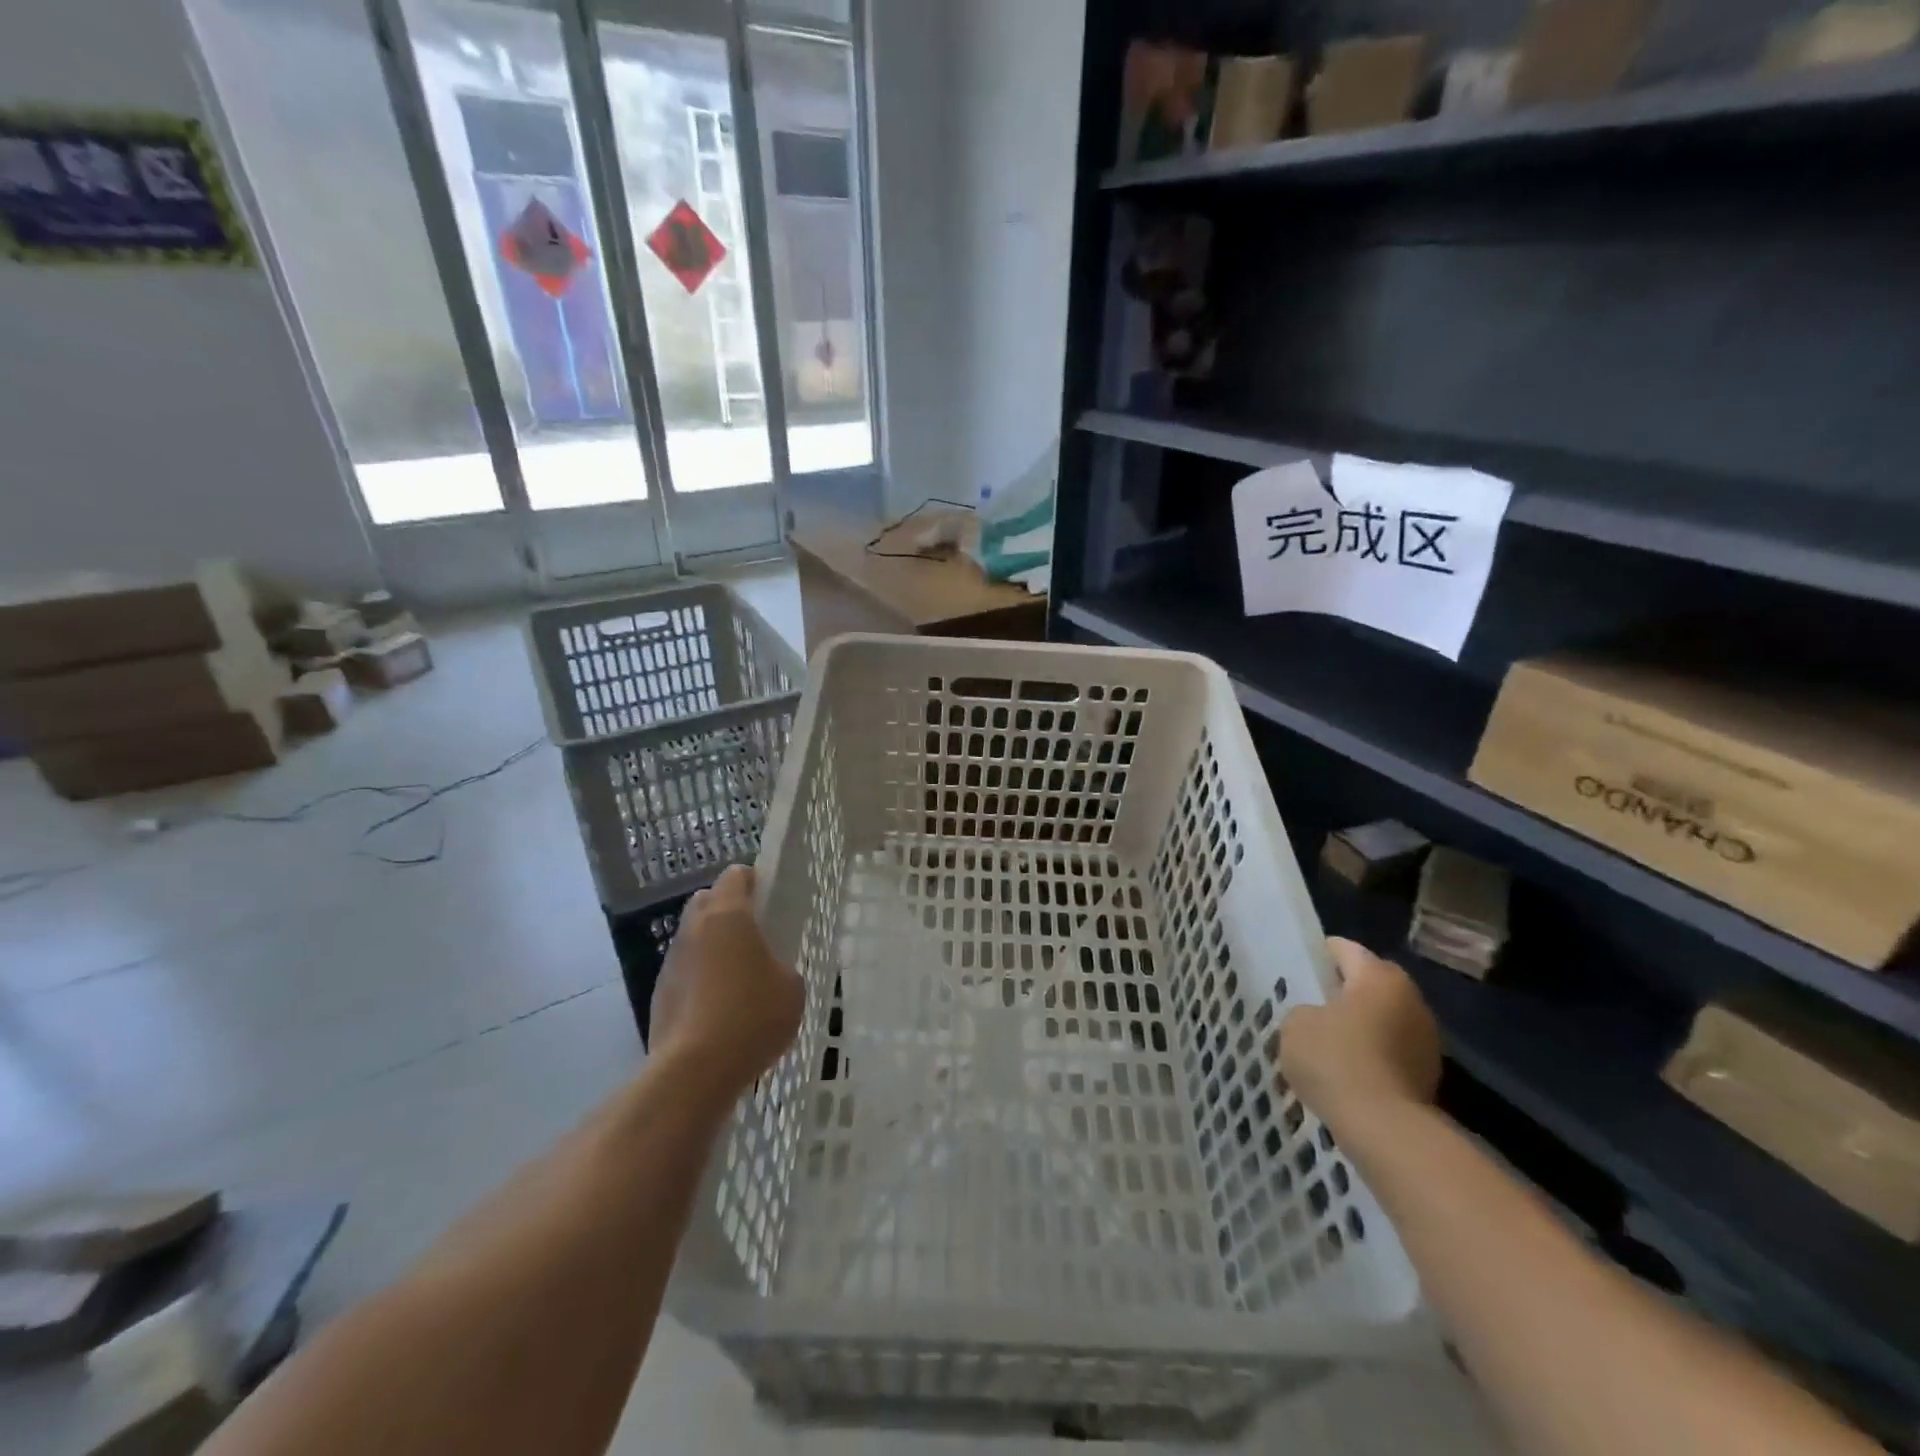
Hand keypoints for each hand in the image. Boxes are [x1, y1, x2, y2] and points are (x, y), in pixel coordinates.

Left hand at [650, 865, 803, 1101]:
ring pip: (693, 937)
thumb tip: (769, 970)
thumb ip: (782, 965)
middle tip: (755, 937)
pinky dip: (700, 978)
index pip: (736, 875)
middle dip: (729, 910)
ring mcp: (671, 961)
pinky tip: (719, 1008)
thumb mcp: (791, 987)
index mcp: (728, 915)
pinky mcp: (658, 994)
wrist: (694, 1071)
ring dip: (712, 946)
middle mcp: (694, 929)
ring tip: (738, 978)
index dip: (755, 882)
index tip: (771, 901)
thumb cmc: (752, 1016)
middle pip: (708, 901)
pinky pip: (685, 971)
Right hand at [1280, 938, 1441, 1130]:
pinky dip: (1372, 1056)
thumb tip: (1319, 1018)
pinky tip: (1347, 1073)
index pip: (1343, 949)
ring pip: (1382, 1019)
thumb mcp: (1295, 1024)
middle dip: (1341, 993)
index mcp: (1379, 976)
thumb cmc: (1336, 1060)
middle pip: (1368, 984)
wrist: (1385, 1129)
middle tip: (1309, 1008)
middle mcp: (1410, 998)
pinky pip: (1391, 1051)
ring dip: (1360, 1027)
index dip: (1316, 956)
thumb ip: (1305, 1010)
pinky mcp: (1429, 1073)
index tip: (1296, 972)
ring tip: (1327, 1045)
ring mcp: (1426, 1038)